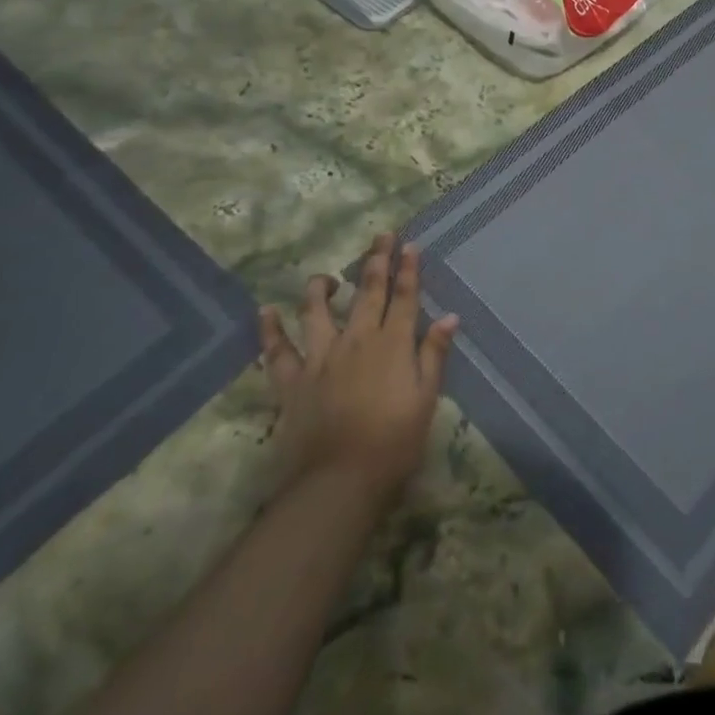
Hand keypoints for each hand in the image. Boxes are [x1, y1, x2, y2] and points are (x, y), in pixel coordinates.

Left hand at [258, 234, 459, 512]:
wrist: (340, 479)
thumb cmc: (394, 442)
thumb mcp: (426, 398)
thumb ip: (434, 355)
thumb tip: (449, 316)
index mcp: (393, 344)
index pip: (404, 298)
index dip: (408, 270)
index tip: (410, 245)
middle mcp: (357, 340)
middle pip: (367, 292)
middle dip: (376, 261)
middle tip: (381, 236)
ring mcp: (321, 357)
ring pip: (318, 311)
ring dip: (322, 288)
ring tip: (324, 275)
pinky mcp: (292, 380)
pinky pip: (277, 351)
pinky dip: (270, 330)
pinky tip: (265, 311)